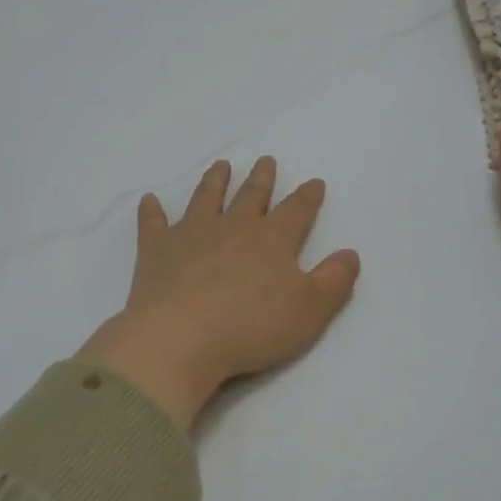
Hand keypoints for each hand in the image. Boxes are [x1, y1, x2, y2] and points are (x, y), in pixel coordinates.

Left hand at [77, 158, 361, 431]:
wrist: (180, 338)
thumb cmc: (250, 327)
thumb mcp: (308, 310)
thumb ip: (334, 281)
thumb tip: (351, 254)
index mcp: (272, 240)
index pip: (296, 210)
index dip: (308, 197)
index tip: (314, 183)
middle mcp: (233, 227)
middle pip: (251, 195)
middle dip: (261, 179)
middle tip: (265, 161)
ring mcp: (191, 234)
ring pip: (206, 198)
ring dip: (215, 181)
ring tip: (221, 166)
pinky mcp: (157, 250)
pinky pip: (153, 223)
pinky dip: (152, 211)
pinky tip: (149, 200)